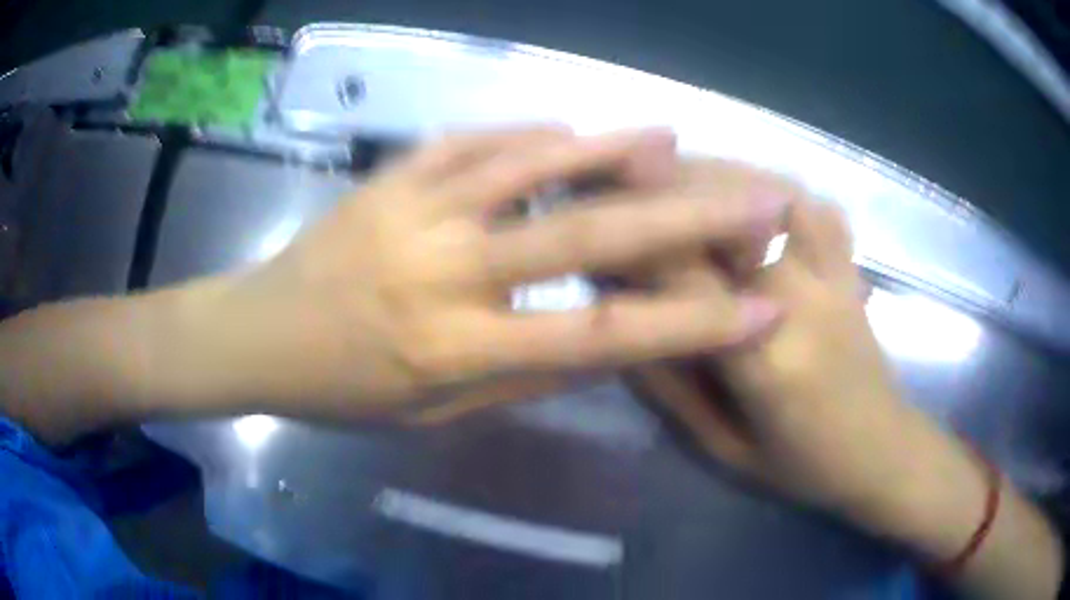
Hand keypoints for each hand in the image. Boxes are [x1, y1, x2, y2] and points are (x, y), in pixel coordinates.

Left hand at [176, 127, 790, 418]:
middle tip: (755, 199)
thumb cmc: (340, 392)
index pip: (601, 339)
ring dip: (609, 149)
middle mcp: (443, 271)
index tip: (759, 311)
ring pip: (530, 166)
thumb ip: (522, 378)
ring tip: (674, 140)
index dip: (691, 327)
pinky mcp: (389, 177)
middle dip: (685, 220)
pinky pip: (471, 142)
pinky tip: (569, 128)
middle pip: (585, 239)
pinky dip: (527, 134)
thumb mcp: (432, 415)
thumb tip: (606, 348)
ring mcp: (413, 210)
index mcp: (454, 349)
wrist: (257, 335)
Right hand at [632, 193, 1064, 599]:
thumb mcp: (726, 452)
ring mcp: (836, 279)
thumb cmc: (805, 468)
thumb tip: (625, 331)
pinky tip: (747, 191)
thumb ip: (674, 394)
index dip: (633, 238)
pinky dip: (776, 186)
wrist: (884, 453)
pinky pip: (816, 207)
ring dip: (717, 175)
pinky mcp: (852, 270)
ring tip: (671, 173)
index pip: (688, 277)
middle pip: (728, 219)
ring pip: (773, 195)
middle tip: (617, 181)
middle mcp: (805, 306)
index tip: (589, 216)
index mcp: (769, 364)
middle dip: (663, 189)